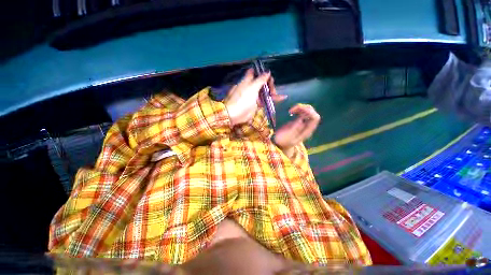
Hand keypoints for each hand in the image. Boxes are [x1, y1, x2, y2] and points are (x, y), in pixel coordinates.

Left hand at [224, 69, 286, 125]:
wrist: (235, 114)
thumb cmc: (243, 99)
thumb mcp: (252, 87)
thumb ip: (261, 79)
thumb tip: (268, 71)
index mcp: (248, 80)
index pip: (256, 73)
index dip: (263, 73)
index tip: (269, 77)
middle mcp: (251, 87)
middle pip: (262, 83)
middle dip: (269, 84)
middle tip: (273, 90)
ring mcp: (254, 96)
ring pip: (264, 92)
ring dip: (272, 92)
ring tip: (279, 96)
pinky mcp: (256, 104)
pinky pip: (265, 100)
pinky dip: (272, 99)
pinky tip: (281, 98)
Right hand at [274, 104, 320, 155]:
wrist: (280, 144)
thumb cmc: (283, 141)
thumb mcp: (288, 135)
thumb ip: (295, 128)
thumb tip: (302, 119)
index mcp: (307, 131)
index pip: (315, 118)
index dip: (309, 111)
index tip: (298, 111)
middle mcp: (308, 127)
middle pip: (313, 112)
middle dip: (304, 108)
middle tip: (292, 110)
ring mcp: (304, 123)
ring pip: (308, 110)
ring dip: (300, 108)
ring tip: (290, 110)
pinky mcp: (299, 121)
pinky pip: (302, 112)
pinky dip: (298, 109)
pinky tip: (291, 112)